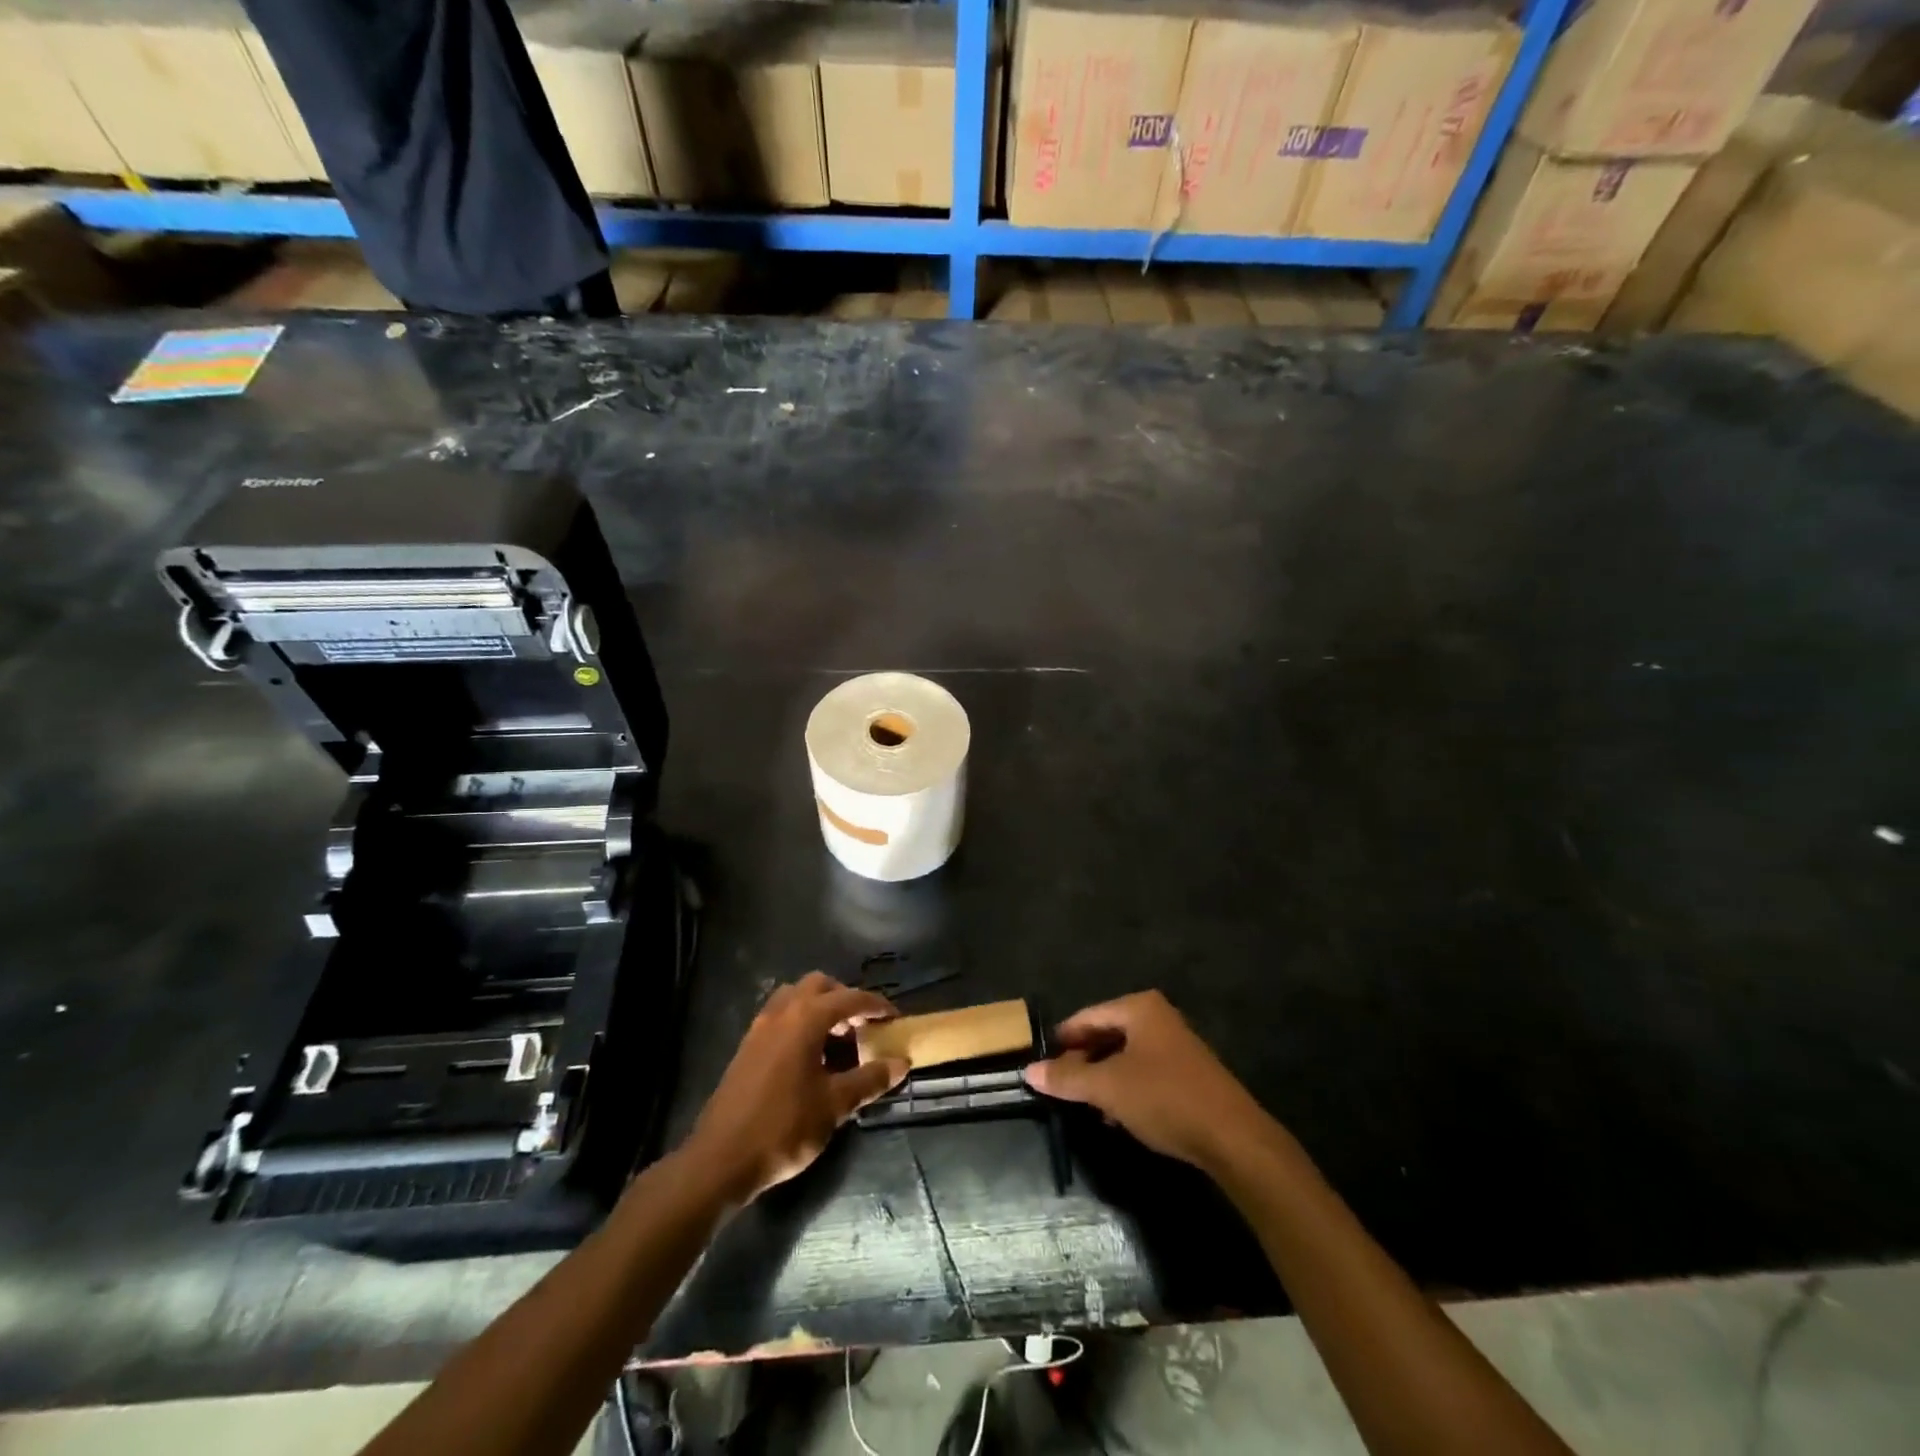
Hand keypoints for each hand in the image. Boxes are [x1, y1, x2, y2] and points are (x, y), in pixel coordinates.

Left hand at [684, 972, 907, 1202]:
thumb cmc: (784, 1127)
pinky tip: (811, 1057)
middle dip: (845, 998)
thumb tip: (901, 1063)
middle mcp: (782, 1012)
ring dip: (820, 1008)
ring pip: (796, 997)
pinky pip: (780, 1017)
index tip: (895, 1017)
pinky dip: (801, 1022)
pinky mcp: (747, 1046)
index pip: (850, 998)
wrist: (720, 1160)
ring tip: (838, 1039)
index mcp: (806, 1018)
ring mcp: (760, 1027)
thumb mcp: (834, 1105)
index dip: (876, 1005)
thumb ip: (870, 1079)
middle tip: (863, 1025)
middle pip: (819, 986)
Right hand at [1022, 991, 1271, 1170]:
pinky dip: (1125, 1089)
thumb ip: (1068, 1077)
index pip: (1087, 1016)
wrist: (1232, 1138)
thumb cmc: (1164, 1098)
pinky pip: (1143, 1073)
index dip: (1062, 1040)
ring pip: (1124, 1056)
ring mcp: (1175, 1045)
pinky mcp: (1187, 1074)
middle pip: (1106, 1034)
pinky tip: (1115, 1116)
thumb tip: (1029, 1071)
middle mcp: (1158, 1018)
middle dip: (1083, 1060)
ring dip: (1103, 1078)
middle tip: (1060, 1085)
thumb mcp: (1108, 1087)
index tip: (1041, 1063)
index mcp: (1139, 1008)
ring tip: (1083, 1104)